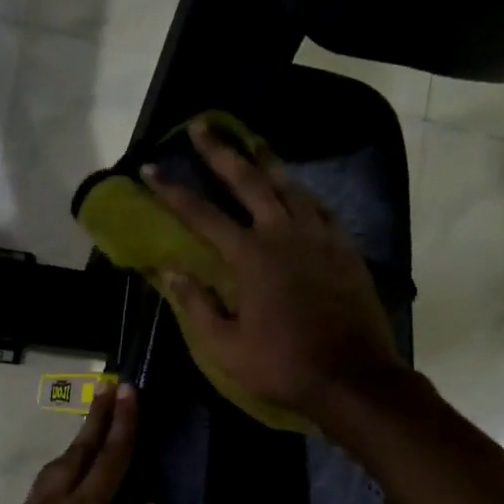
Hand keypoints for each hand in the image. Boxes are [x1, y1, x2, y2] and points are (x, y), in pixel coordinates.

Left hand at [0, 383, 158, 503]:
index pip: (109, 463)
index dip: (122, 425)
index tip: (128, 391)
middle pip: (78, 453)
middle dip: (97, 418)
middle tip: (111, 387)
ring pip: (55, 469)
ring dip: (77, 444)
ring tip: (95, 427)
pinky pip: (40, 491)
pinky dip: (60, 475)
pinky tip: (69, 481)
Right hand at [144, 120, 404, 429]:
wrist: (353, 377)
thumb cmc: (282, 365)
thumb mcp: (225, 346)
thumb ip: (196, 304)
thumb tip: (171, 269)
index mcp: (250, 257)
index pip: (202, 215)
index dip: (173, 191)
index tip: (150, 169)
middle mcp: (283, 234)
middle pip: (248, 181)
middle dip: (220, 151)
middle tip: (201, 125)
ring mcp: (319, 237)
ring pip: (289, 185)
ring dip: (265, 160)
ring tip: (250, 140)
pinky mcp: (344, 248)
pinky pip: (320, 207)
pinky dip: (302, 191)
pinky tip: (296, 187)